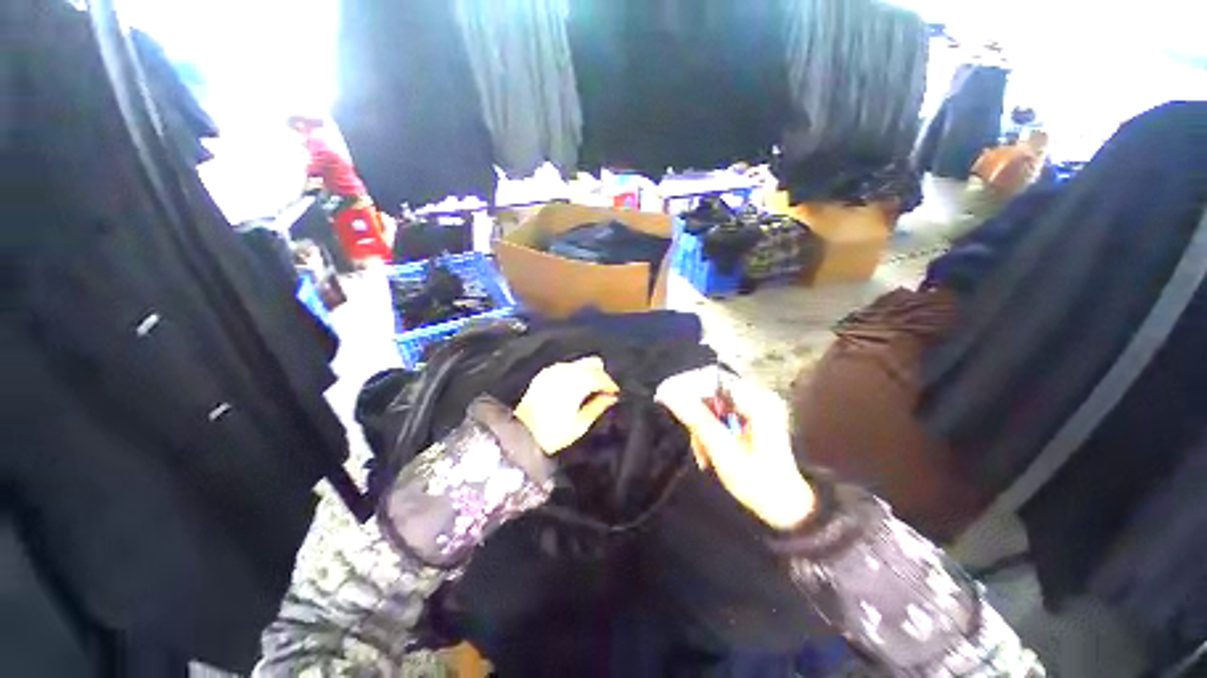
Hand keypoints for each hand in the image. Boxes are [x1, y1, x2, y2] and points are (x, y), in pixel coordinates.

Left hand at [515, 357, 619, 454]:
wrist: (521, 435)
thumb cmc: (552, 433)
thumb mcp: (580, 424)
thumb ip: (598, 407)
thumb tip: (611, 397)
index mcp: (576, 384)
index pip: (600, 376)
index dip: (610, 384)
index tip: (615, 393)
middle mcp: (565, 372)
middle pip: (591, 363)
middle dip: (601, 374)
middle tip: (604, 390)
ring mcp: (553, 371)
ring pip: (579, 363)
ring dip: (588, 372)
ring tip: (590, 389)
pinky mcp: (544, 374)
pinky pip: (566, 367)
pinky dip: (574, 373)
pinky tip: (574, 386)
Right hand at [656, 368, 814, 530]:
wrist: (786, 508)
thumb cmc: (757, 482)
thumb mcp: (722, 450)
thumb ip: (696, 419)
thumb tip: (669, 395)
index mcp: (758, 402)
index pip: (714, 381)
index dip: (690, 390)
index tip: (672, 405)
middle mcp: (760, 399)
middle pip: (714, 394)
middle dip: (699, 417)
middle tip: (696, 444)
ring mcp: (758, 409)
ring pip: (716, 407)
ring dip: (704, 428)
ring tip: (703, 454)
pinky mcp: (755, 420)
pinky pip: (723, 416)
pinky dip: (713, 432)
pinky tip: (711, 451)